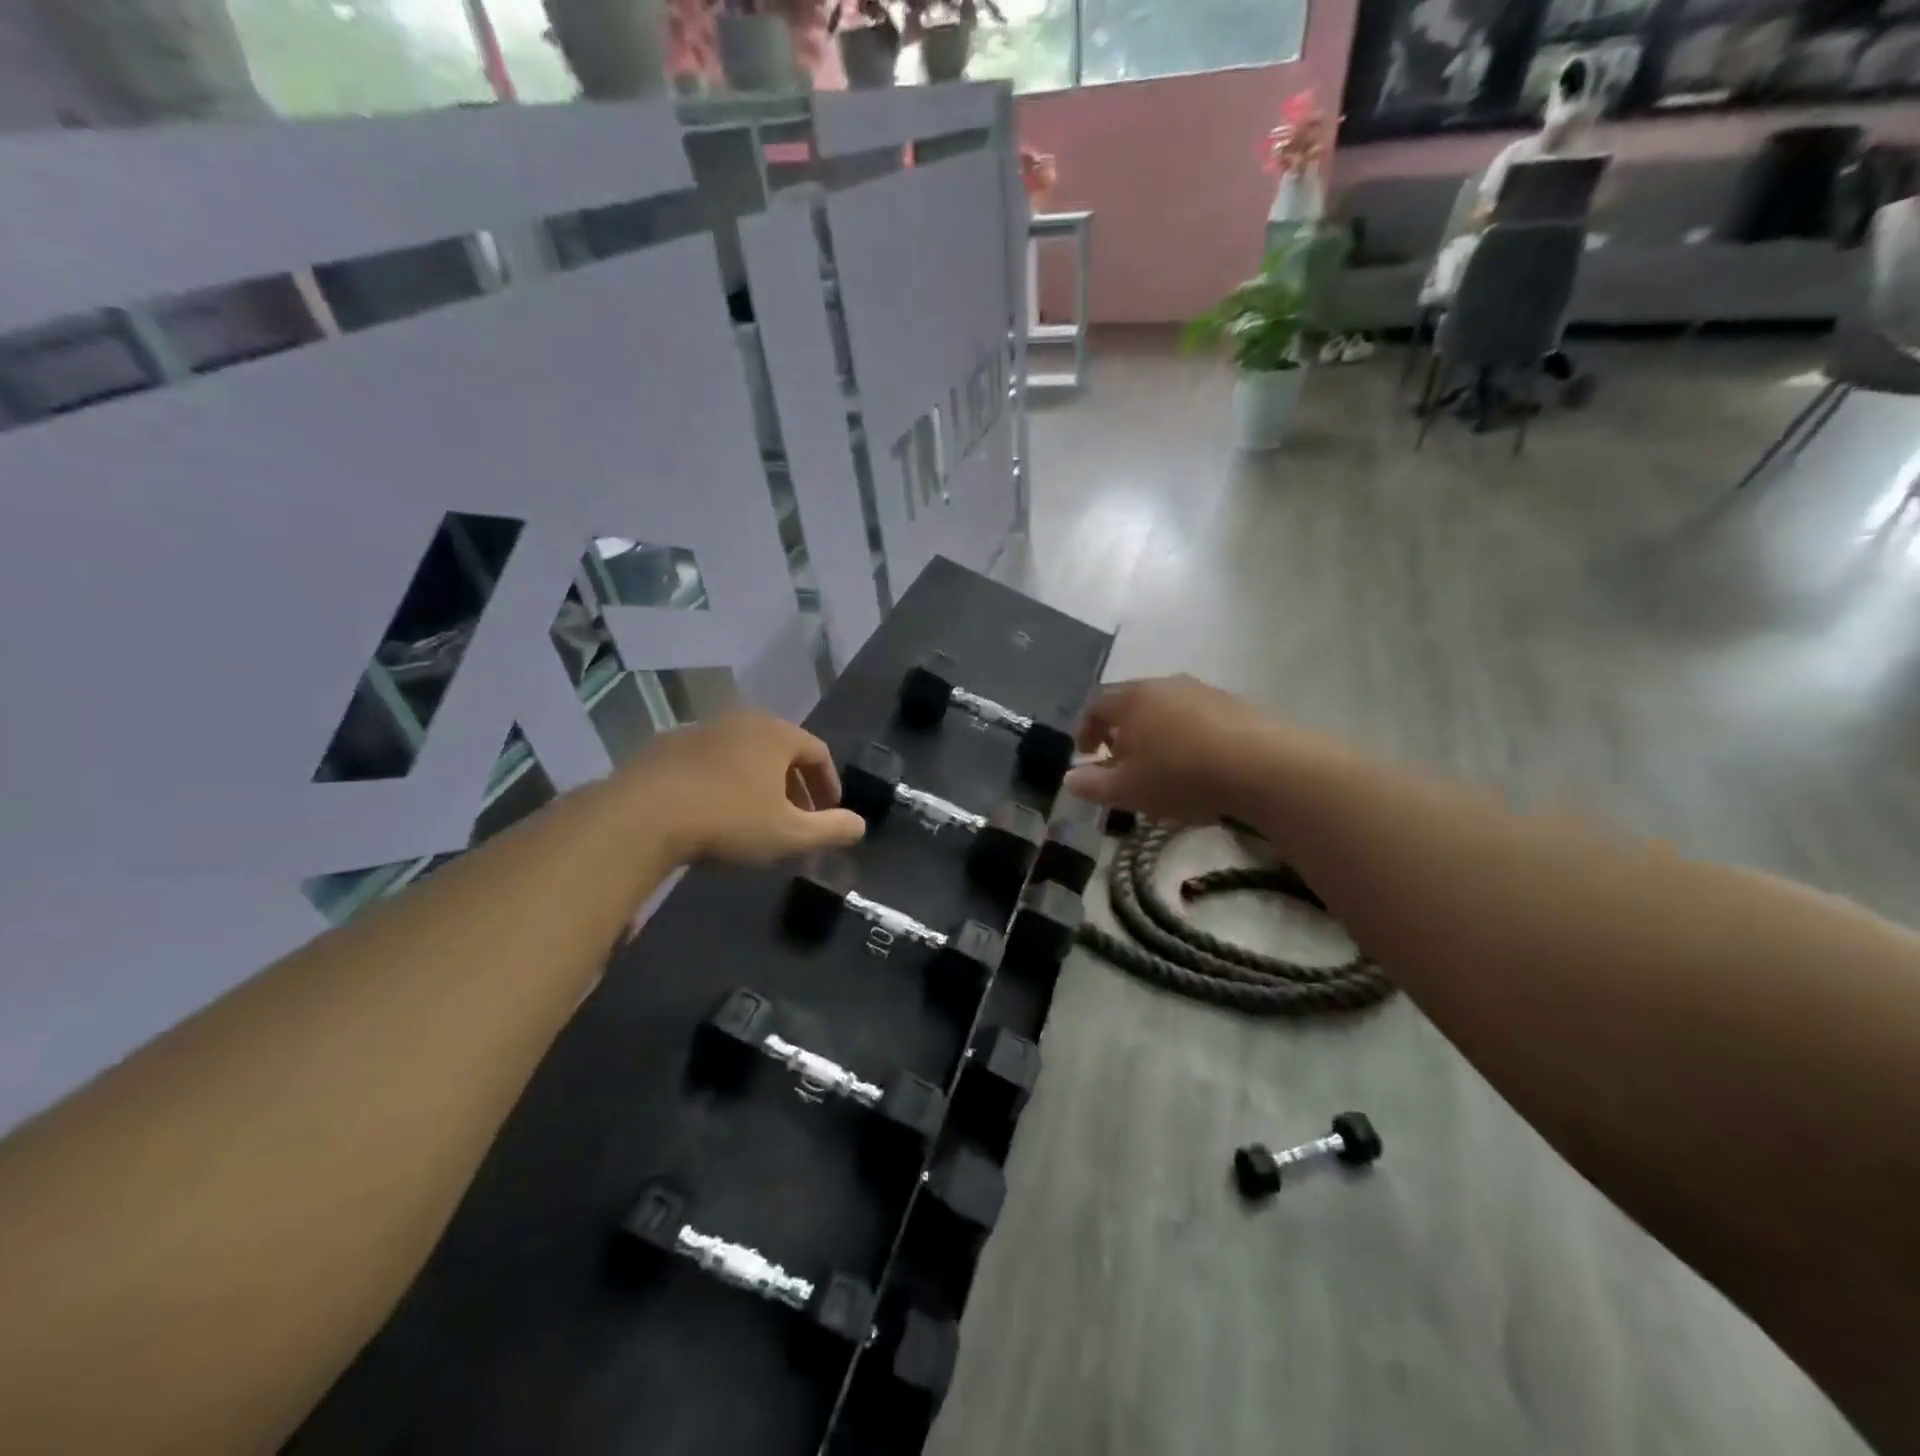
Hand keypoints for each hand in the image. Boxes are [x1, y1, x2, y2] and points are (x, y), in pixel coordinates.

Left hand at [617, 711, 865, 865]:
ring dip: (758, 781)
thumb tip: (860, 825)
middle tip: (796, 817)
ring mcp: (702, 729)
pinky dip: (723, 780)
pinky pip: (710, 760)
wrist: (643, 815)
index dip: (829, 783)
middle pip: (781, 750)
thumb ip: (831, 829)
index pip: (818, 752)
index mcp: (777, 734)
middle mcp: (743, 721)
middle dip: (794, 784)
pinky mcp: (667, 745)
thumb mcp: (790, 834)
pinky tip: (713, 810)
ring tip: (755, 815)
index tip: (829, 812)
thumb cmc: (729, 820)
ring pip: (744, 753)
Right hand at [1064, 676, 1293, 825]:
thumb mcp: (1128, 789)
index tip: (1086, 756)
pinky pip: (1200, 722)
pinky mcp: (1238, 707)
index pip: (1096, 705)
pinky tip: (1200, 771)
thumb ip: (1093, 785)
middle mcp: (1166, 685)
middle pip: (1133, 705)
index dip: (1085, 730)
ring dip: (1158, 738)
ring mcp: (1205, 692)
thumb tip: (1069, 779)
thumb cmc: (1180, 774)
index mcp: (1133, 698)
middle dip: (1122, 735)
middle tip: (1123, 765)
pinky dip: (1190, 741)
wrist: (1264, 766)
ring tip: (1162, 771)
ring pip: (1168, 712)